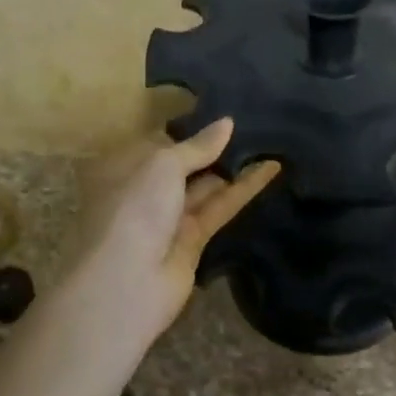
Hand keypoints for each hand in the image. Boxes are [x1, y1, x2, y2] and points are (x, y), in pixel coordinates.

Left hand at [74, 118, 280, 340]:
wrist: (126, 282)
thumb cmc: (135, 207)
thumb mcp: (163, 164)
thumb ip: (198, 146)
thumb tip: (227, 123)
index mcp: (125, 166)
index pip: (161, 141)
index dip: (191, 129)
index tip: (223, 112)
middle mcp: (145, 190)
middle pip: (185, 165)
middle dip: (214, 148)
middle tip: (254, 123)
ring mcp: (168, 218)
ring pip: (205, 186)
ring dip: (234, 167)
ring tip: (268, 141)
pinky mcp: (193, 241)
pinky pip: (220, 207)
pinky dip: (244, 189)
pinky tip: (270, 168)